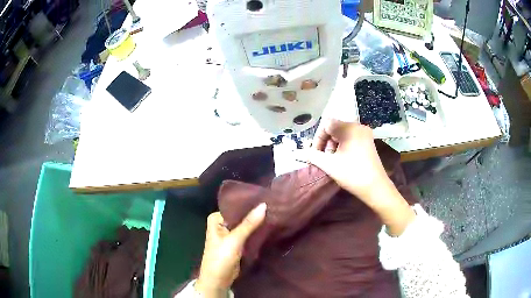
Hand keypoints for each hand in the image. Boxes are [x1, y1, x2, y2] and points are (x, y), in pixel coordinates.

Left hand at [195, 203, 266, 296]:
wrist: (218, 280)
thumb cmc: (221, 258)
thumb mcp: (234, 239)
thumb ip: (249, 223)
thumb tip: (263, 205)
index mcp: (216, 219)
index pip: (235, 207)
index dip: (249, 204)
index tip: (265, 198)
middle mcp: (222, 224)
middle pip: (240, 216)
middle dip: (254, 214)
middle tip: (273, 205)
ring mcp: (230, 235)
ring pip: (245, 226)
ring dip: (256, 223)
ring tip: (274, 213)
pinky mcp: (237, 244)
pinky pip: (248, 235)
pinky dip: (256, 232)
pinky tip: (269, 226)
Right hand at [309, 119, 389, 203]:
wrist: (376, 187)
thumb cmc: (352, 175)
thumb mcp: (329, 165)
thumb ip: (312, 156)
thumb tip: (299, 152)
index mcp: (349, 128)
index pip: (327, 124)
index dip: (318, 138)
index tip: (316, 153)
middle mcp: (358, 126)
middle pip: (335, 127)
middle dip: (326, 141)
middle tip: (324, 157)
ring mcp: (365, 133)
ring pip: (343, 132)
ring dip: (334, 144)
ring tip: (333, 159)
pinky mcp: (368, 140)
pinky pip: (351, 137)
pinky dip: (343, 145)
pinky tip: (342, 158)